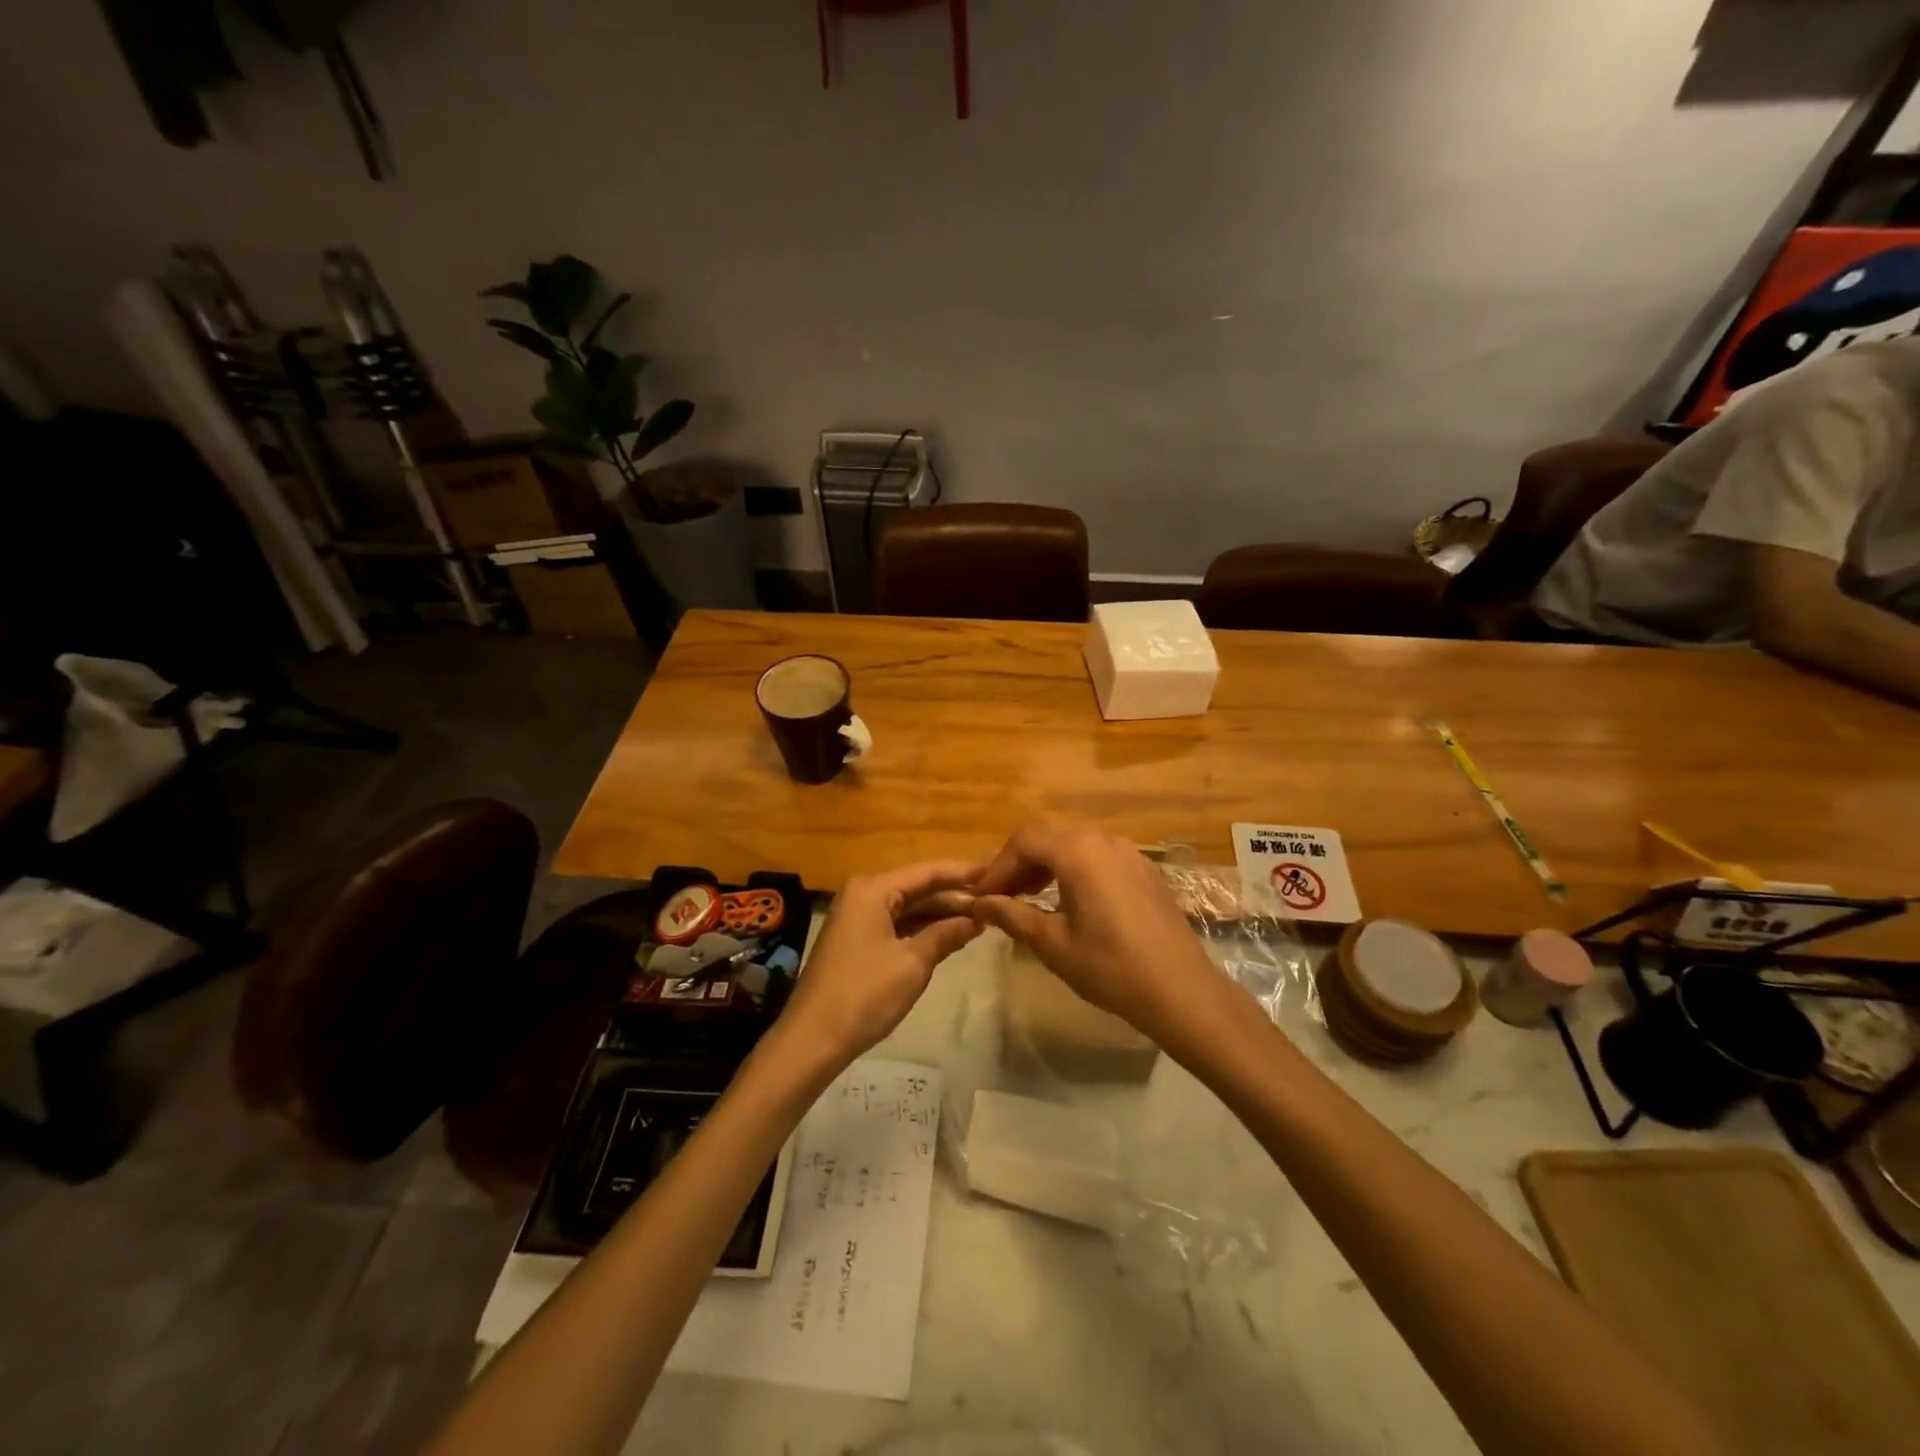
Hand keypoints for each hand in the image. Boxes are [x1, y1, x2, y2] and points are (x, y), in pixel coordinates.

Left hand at [777, 860, 983, 1063]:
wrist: (813, 1039)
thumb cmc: (865, 994)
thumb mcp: (913, 963)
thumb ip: (946, 934)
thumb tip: (977, 918)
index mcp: (873, 889)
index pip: (927, 871)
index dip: (963, 873)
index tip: (997, 872)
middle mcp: (863, 895)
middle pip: (917, 887)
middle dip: (954, 895)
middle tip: (996, 899)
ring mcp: (858, 918)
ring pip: (908, 907)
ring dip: (941, 913)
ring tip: (981, 916)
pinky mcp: (857, 941)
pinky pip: (897, 924)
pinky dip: (923, 929)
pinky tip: (950, 934)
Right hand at [970, 819, 1220, 1042]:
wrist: (1181, 990)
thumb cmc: (1110, 968)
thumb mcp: (1052, 944)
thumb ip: (1012, 915)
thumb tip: (980, 903)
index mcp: (1078, 852)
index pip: (1024, 842)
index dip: (997, 867)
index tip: (981, 896)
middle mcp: (1104, 840)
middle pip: (1050, 837)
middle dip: (1021, 863)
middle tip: (1002, 896)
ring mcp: (1130, 852)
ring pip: (1076, 844)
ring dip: (1048, 864)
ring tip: (1031, 897)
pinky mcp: (1146, 870)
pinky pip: (1101, 856)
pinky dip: (1076, 869)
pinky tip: (1072, 901)